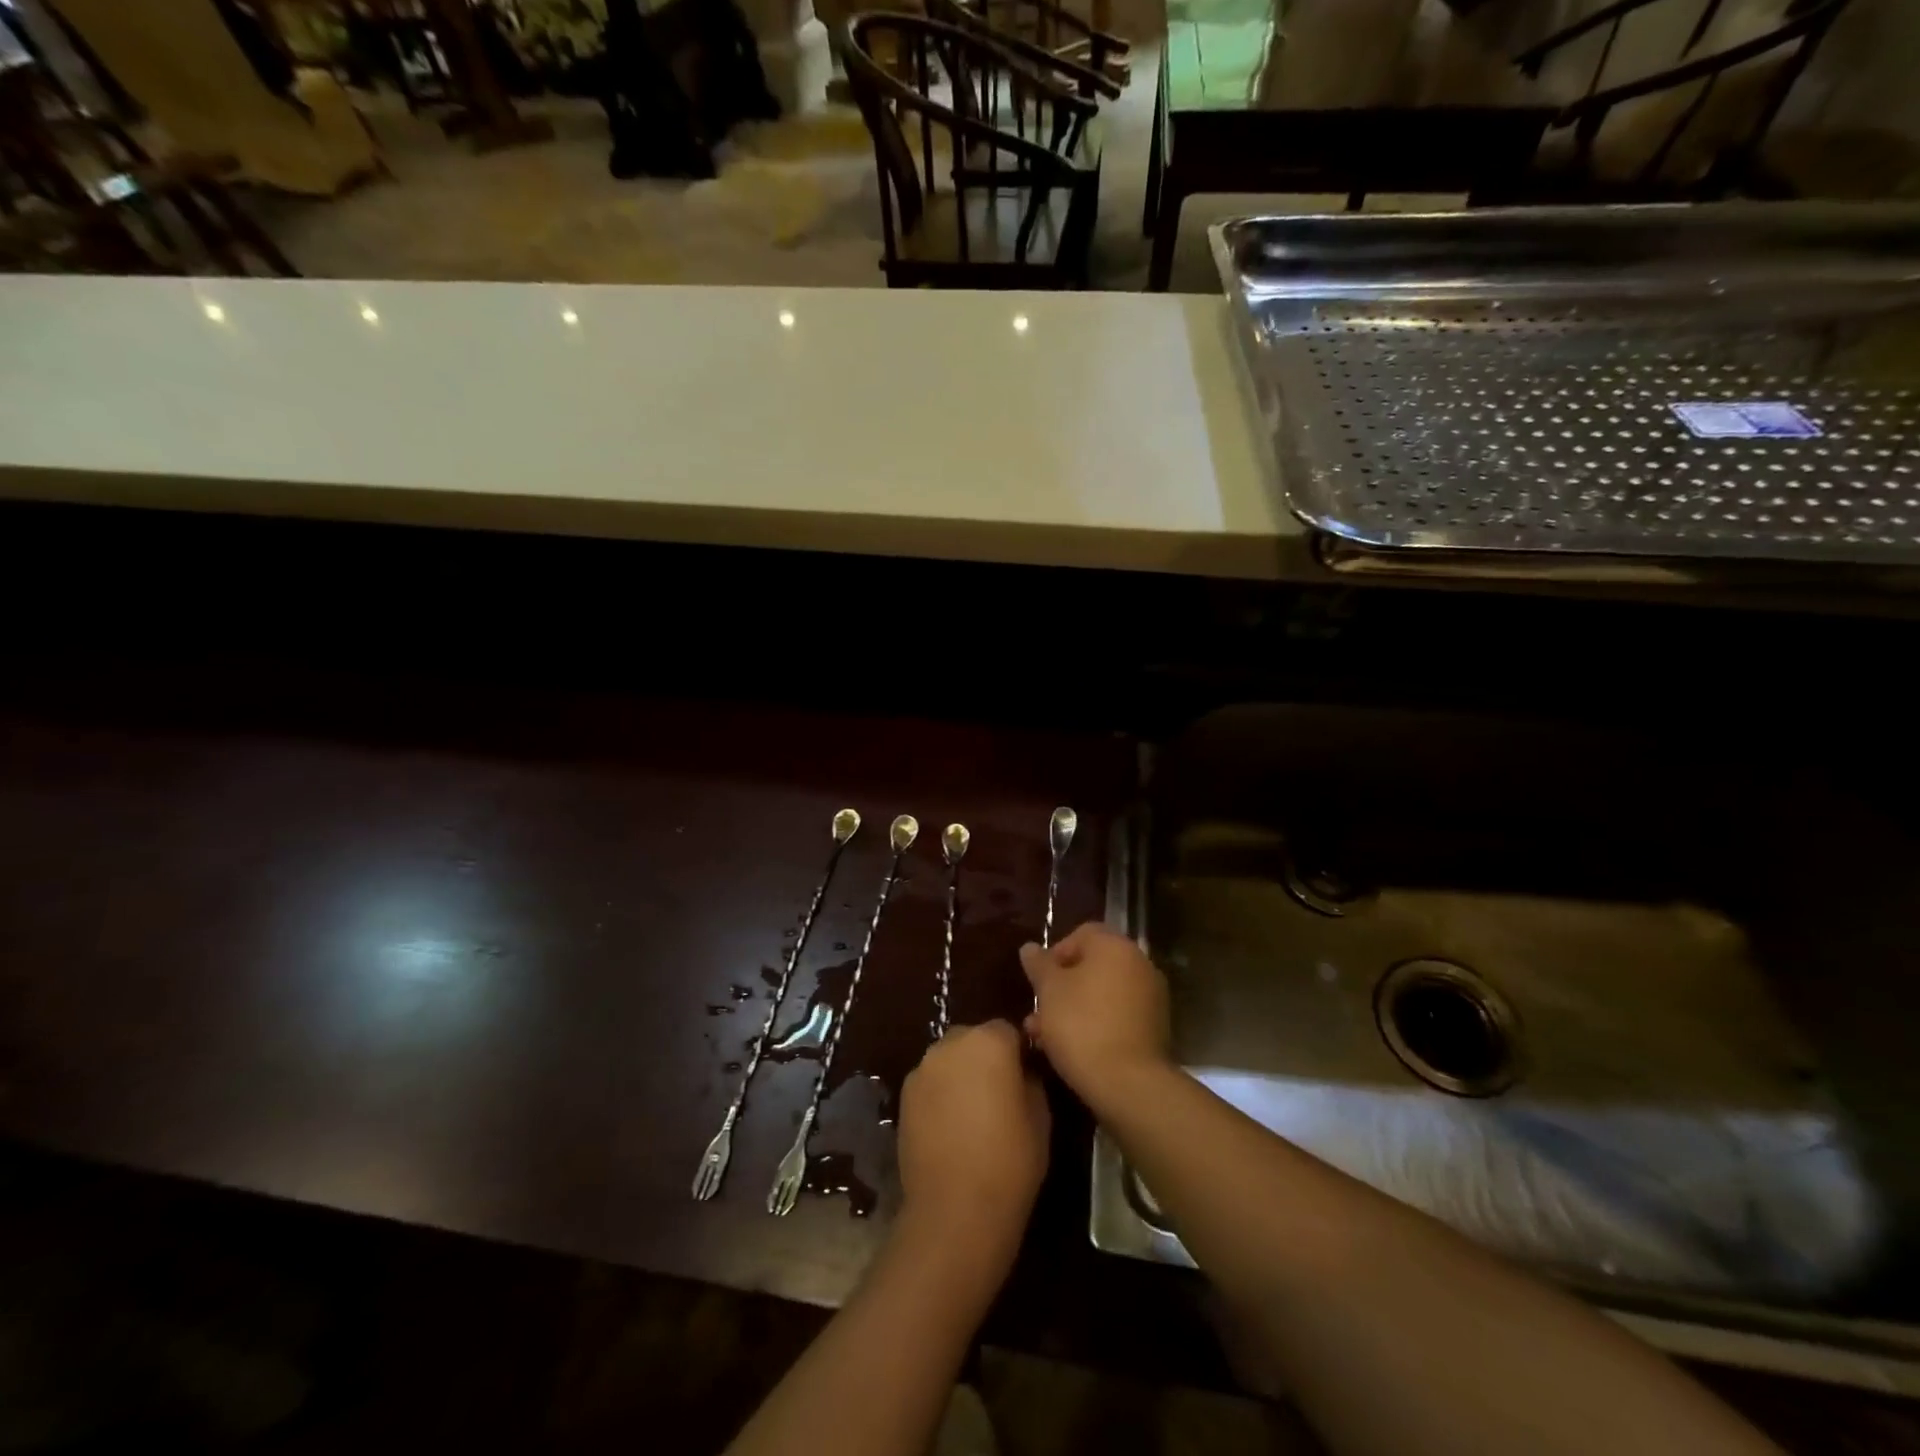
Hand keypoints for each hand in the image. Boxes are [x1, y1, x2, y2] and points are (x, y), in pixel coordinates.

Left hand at [896, 1020, 1048, 1268]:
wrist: (955, 1209)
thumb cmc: (1010, 1160)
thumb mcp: (1041, 1116)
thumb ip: (1030, 1079)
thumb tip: (1022, 1071)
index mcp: (989, 1041)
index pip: (1008, 1030)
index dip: (1018, 1052)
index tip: (1025, 1078)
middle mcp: (951, 1044)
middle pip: (973, 1039)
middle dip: (986, 1058)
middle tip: (999, 1094)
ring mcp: (923, 1068)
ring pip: (949, 1060)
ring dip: (961, 1074)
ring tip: (972, 1113)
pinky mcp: (903, 1095)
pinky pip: (930, 1082)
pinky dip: (941, 1094)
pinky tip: (950, 1127)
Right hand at [1020, 923, 1171, 1110]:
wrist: (1129, 1084)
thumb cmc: (1081, 1025)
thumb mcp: (1049, 990)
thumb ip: (1039, 964)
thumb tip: (1030, 947)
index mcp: (1115, 946)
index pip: (1081, 934)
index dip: (1055, 953)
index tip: (1038, 980)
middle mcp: (1138, 964)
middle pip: (1092, 966)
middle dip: (1061, 986)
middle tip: (1038, 1010)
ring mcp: (1150, 997)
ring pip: (1102, 993)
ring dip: (1073, 1007)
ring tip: (1045, 1035)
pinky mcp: (1154, 1028)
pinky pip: (1117, 1015)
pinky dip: (1095, 1023)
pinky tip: (1072, 1048)